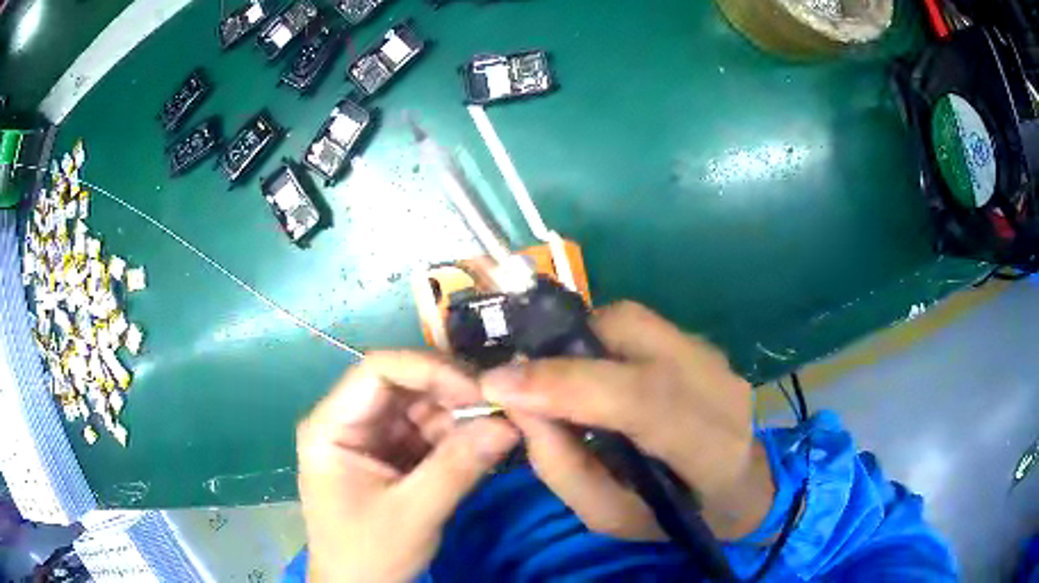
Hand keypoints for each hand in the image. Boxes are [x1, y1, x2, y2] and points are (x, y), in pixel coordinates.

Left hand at [297, 352, 519, 581]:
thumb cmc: (368, 555)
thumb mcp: (413, 515)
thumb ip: (458, 467)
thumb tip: (510, 424)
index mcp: (332, 425)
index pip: (377, 370)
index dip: (429, 369)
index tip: (479, 390)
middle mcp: (350, 420)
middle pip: (404, 384)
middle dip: (453, 393)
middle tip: (502, 407)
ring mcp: (373, 437)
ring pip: (422, 406)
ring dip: (462, 415)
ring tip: (500, 427)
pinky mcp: (393, 454)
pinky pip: (429, 431)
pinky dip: (459, 436)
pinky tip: (485, 442)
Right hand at [481, 302, 773, 541]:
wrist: (742, 485)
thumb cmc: (677, 516)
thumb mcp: (612, 517)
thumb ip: (563, 468)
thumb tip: (518, 407)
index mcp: (710, 448)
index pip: (642, 400)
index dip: (566, 385)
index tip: (498, 384)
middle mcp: (720, 386)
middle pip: (632, 334)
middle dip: (561, 350)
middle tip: (521, 378)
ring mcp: (715, 357)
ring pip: (630, 318)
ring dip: (580, 341)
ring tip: (560, 379)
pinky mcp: (702, 342)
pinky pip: (637, 325)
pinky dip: (600, 341)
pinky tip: (595, 373)